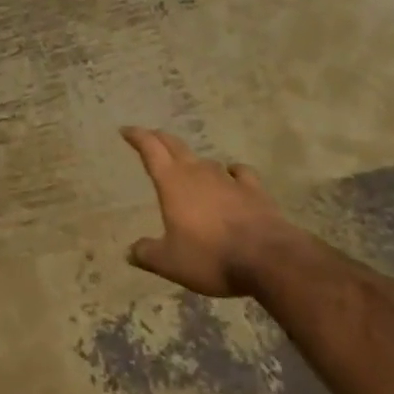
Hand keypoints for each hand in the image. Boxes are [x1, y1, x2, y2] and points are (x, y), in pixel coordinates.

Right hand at [122, 126, 290, 296]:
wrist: (268, 258)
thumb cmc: (211, 256)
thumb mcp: (171, 263)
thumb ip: (147, 254)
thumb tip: (130, 251)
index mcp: (172, 182)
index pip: (150, 149)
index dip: (137, 136)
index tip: (126, 130)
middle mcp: (197, 172)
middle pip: (175, 146)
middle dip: (159, 138)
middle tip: (150, 136)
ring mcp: (227, 179)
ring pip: (205, 160)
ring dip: (193, 160)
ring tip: (188, 166)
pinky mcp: (254, 190)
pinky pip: (239, 173)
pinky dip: (232, 172)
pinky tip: (232, 175)